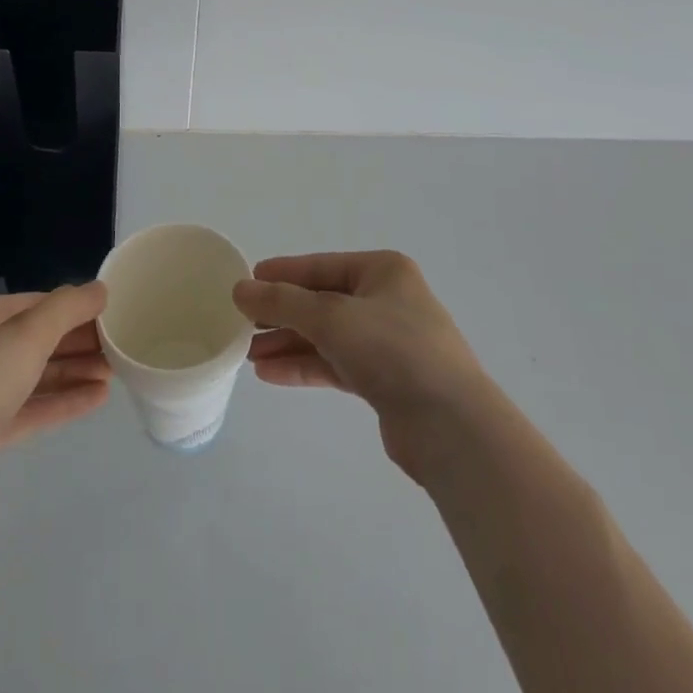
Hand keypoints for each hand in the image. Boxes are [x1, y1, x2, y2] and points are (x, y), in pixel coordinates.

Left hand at [0, 284, 111, 524]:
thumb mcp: (28, 334)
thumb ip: (68, 308)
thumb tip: (100, 289)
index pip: (34, 304)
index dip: (74, 308)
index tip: (111, 314)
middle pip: (35, 340)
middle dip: (78, 342)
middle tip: (120, 345)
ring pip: (34, 376)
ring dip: (74, 372)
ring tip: (116, 372)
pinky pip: (30, 409)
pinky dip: (62, 401)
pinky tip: (97, 398)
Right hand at [234, 252, 490, 479]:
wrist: (451, 426)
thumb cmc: (393, 350)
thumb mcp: (331, 317)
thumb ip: (282, 302)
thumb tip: (240, 289)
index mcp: (383, 271)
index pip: (321, 266)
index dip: (282, 274)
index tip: (246, 282)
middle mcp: (387, 300)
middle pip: (322, 302)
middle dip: (282, 314)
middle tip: (242, 324)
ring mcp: (388, 342)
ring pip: (326, 336)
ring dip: (289, 343)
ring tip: (248, 354)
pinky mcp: (385, 381)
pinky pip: (336, 364)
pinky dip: (305, 366)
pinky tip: (270, 374)